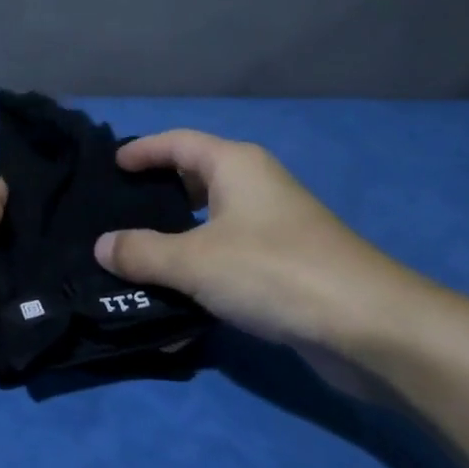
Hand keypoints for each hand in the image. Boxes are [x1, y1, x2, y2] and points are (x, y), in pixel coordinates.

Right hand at [92, 130, 448, 360]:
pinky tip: (177, 293)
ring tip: (136, 254)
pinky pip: (227, 254)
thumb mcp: (194, 261)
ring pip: (210, 221)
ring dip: (175, 236)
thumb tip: (102, 246)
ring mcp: (273, 226)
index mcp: (235, 165)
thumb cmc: (272, 271)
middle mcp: (255, 186)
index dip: (143, 150)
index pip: (178, 142)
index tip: (112, 166)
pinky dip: (199, 266)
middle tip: (117, 213)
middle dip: (157, 194)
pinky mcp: (284, 265)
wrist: (366, 325)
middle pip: (194, 178)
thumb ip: (142, 252)